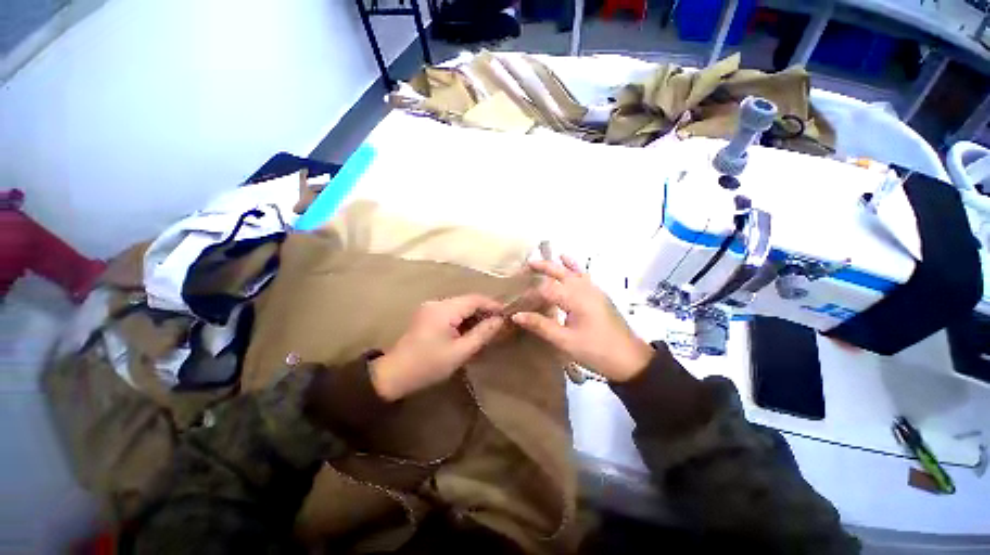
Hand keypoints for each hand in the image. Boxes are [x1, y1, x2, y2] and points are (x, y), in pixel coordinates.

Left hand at [370, 295, 504, 400]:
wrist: (395, 374)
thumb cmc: (429, 365)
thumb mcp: (460, 352)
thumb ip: (482, 334)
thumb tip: (500, 321)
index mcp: (444, 309)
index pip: (474, 299)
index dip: (492, 305)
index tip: (506, 315)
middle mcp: (437, 303)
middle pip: (467, 301)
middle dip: (484, 311)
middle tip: (498, 325)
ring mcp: (430, 307)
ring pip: (460, 306)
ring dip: (473, 315)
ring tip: (486, 329)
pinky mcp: (427, 314)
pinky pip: (451, 311)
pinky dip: (462, 319)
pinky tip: (468, 331)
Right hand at [511, 256, 653, 381]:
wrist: (632, 360)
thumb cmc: (597, 351)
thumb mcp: (566, 341)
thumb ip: (541, 326)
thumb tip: (516, 315)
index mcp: (576, 299)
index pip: (546, 289)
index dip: (530, 292)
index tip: (516, 298)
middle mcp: (585, 289)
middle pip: (560, 272)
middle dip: (543, 267)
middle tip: (526, 265)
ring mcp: (595, 290)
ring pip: (572, 271)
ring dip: (557, 265)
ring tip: (542, 260)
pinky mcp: (600, 295)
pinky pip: (583, 275)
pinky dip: (573, 267)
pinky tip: (568, 261)